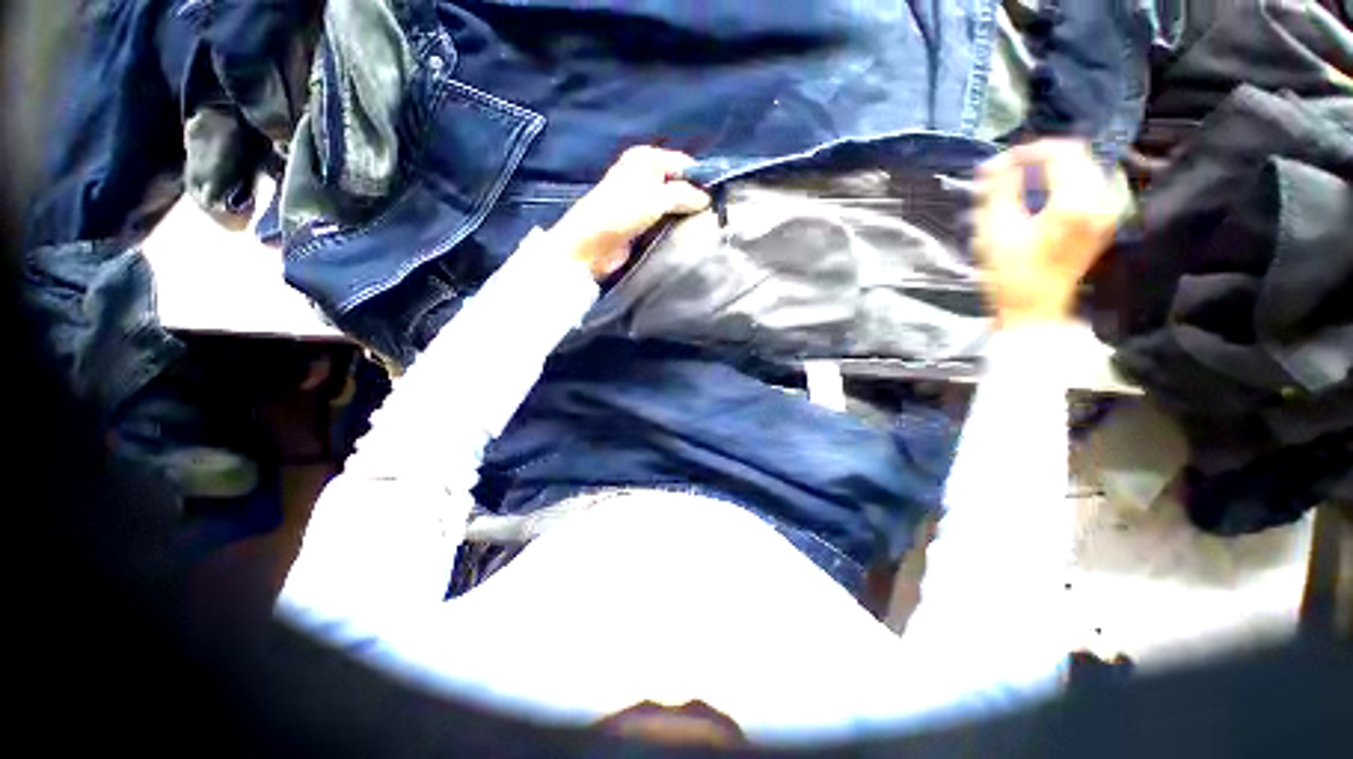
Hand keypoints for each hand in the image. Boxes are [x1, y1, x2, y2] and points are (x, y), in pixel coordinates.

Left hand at [549, 146, 711, 279]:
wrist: (590, 246)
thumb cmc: (620, 213)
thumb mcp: (656, 198)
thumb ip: (685, 195)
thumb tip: (707, 199)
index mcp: (646, 159)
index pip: (684, 163)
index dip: (701, 178)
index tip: (719, 199)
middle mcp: (645, 176)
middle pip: (679, 183)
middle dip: (695, 198)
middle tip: (715, 216)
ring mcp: (643, 201)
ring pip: (673, 204)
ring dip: (686, 214)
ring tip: (705, 227)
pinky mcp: (641, 223)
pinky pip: (665, 220)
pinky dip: (675, 226)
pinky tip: (688, 234)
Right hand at [973, 140, 1122, 325]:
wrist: (1036, 306)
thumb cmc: (1010, 272)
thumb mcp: (996, 230)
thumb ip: (1000, 189)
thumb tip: (997, 161)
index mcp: (1075, 201)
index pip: (1060, 152)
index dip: (1029, 150)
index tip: (1002, 163)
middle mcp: (1101, 199)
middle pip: (1077, 155)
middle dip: (1041, 158)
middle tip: (1010, 172)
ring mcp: (1108, 209)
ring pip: (1085, 167)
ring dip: (1054, 168)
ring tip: (1025, 182)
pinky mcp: (1106, 218)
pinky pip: (1092, 182)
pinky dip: (1068, 180)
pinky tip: (1047, 193)